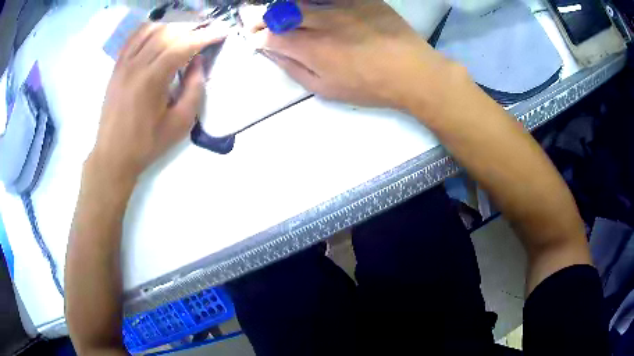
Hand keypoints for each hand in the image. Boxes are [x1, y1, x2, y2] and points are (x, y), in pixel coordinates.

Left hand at [90, 23, 225, 182]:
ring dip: (172, 27)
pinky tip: (160, 32)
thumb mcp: (180, 123)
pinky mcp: (117, 67)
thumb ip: (194, 90)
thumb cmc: (147, 143)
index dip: (205, 36)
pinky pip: (133, 38)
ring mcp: (124, 64)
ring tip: (185, 32)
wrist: (113, 155)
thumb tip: (198, 62)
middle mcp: (136, 65)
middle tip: (206, 32)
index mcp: (152, 79)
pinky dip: (149, 29)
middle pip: (168, 33)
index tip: (221, 32)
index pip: (183, 46)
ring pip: (150, 30)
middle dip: (191, 29)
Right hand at [253, 0, 452, 109]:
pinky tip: (310, 5)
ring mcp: (343, 7)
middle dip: (260, 15)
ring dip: (284, 6)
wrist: (412, 72)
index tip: (252, 35)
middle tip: (251, 16)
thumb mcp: (327, 90)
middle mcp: (323, 23)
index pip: (271, 36)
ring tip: (279, 12)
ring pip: (302, 0)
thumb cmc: (369, 87)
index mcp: (312, 49)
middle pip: (280, 13)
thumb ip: (295, 69)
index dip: (256, 34)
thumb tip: (273, 53)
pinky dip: (315, 0)